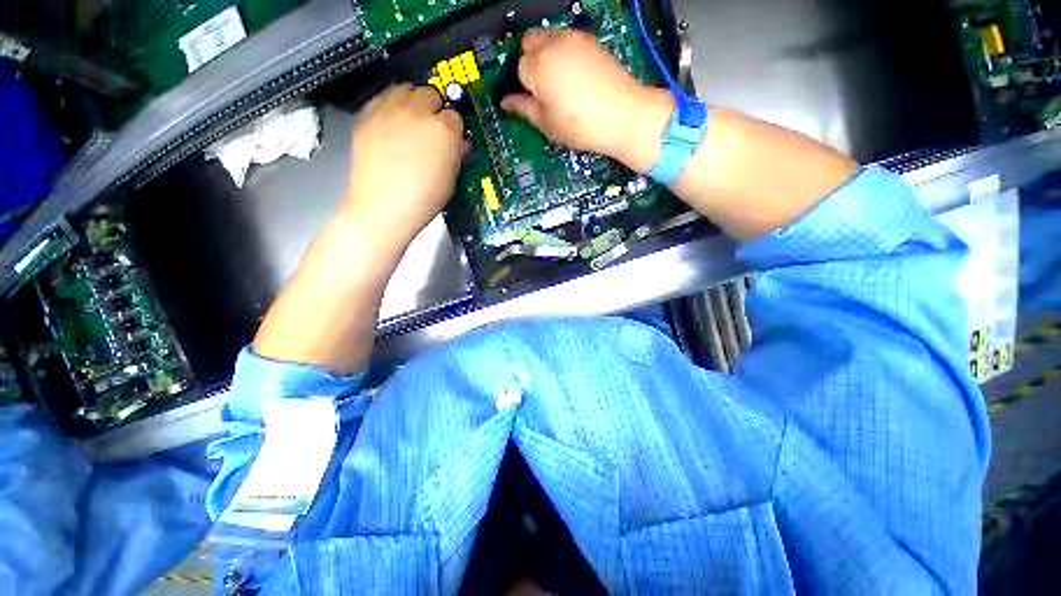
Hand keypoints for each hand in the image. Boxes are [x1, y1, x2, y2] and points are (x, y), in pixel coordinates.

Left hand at [344, 83, 466, 247]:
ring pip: (405, 88)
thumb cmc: (424, 198)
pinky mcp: (367, 115)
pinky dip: (390, 105)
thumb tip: (459, 142)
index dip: (455, 129)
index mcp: (444, 129)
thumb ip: (456, 154)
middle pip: (431, 94)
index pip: (455, 116)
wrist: (384, 206)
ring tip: (411, 121)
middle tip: (432, 128)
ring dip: (412, 100)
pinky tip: (392, 124)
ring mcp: (390, 110)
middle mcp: (418, 111)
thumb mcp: (451, 179)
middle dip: (435, 108)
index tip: (452, 139)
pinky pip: (382, 97)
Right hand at [500, 30, 671, 168]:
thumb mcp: (546, 123)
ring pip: (547, 40)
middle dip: (531, 66)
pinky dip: (563, 55)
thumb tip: (506, 103)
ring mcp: (574, 39)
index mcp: (538, 65)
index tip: (532, 102)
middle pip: (529, 46)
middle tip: (543, 93)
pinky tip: (574, 79)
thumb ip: (522, 108)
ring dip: (546, 58)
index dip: (524, 88)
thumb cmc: (583, 125)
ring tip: (560, 88)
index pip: (517, 69)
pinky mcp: (590, 41)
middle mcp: (553, 44)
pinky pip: (566, 41)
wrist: (624, 116)